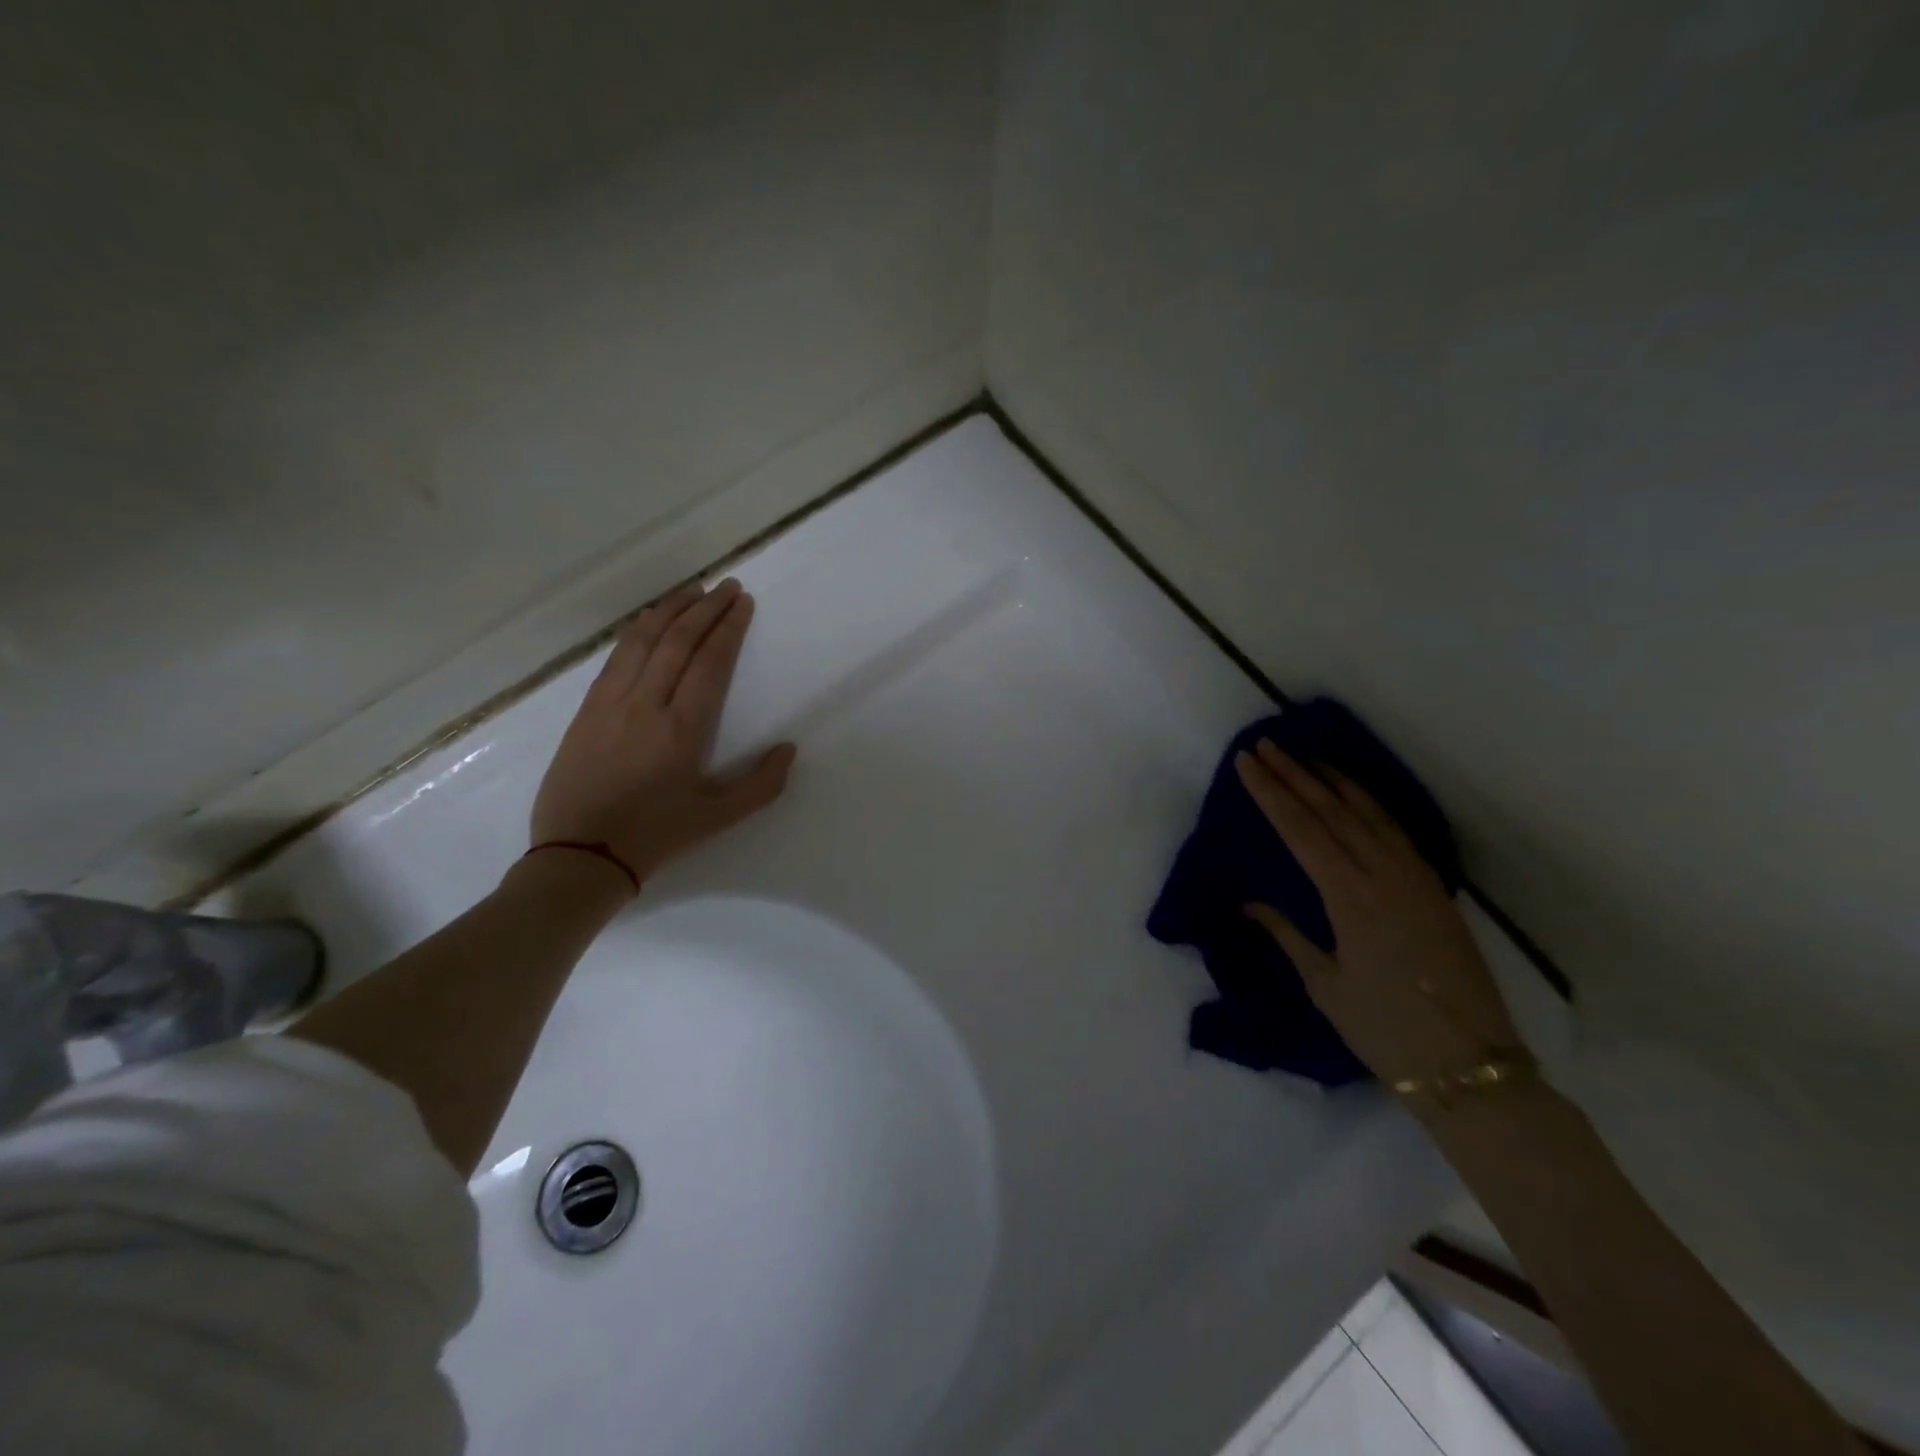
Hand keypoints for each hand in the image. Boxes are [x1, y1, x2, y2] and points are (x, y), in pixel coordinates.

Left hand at [531, 578, 796, 886]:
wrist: (579, 855)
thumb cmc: (656, 836)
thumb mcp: (719, 819)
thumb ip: (761, 785)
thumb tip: (788, 748)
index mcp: (681, 729)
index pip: (709, 663)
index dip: (728, 628)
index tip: (742, 602)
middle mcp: (645, 704)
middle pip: (677, 641)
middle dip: (704, 608)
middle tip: (725, 586)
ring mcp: (610, 703)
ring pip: (641, 641)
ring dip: (668, 610)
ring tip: (690, 590)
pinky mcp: (586, 710)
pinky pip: (615, 658)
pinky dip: (635, 632)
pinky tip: (647, 621)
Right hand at [1234, 740, 1519, 1085]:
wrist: (1468, 1063)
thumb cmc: (1383, 1028)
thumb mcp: (1324, 984)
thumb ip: (1287, 934)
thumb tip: (1252, 902)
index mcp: (1349, 896)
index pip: (1300, 829)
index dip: (1270, 793)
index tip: (1246, 763)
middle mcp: (1382, 874)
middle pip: (1331, 810)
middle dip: (1294, 774)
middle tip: (1266, 745)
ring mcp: (1414, 877)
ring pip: (1368, 812)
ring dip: (1333, 780)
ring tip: (1306, 756)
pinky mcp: (1434, 887)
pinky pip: (1396, 830)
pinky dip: (1371, 803)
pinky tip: (1355, 794)